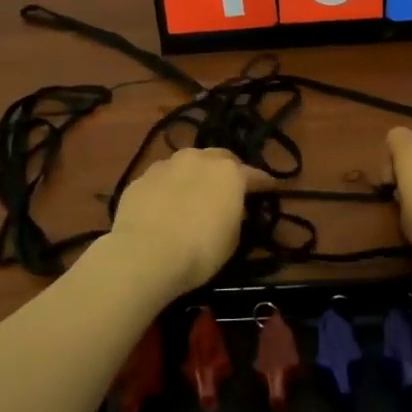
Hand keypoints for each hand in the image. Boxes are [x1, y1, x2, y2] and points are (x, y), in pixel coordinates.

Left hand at [108, 147, 270, 294]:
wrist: (145, 253)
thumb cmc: (200, 250)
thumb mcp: (232, 240)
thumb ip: (235, 217)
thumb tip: (232, 209)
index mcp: (229, 173)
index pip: (254, 175)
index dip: (264, 183)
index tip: (270, 188)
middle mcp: (199, 160)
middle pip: (219, 158)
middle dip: (227, 169)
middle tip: (229, 187)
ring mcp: (166, 166)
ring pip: (187, 163)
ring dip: (195, 173)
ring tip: (194, 192)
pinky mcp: (140, 178)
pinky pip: (162, 178)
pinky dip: (169, 187)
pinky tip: (165, 204)